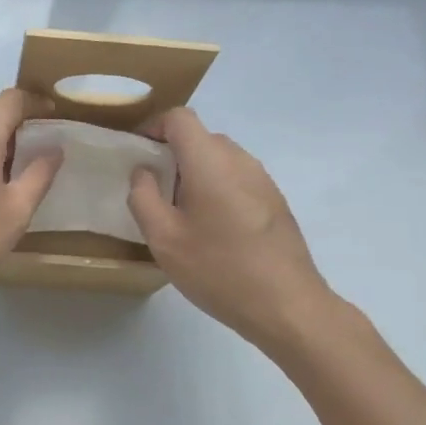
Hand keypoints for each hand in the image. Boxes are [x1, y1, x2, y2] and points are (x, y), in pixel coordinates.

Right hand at [127, 108, 338, 351]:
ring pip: (219, 159)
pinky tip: (212, 230)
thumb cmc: (219, 269)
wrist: (288, 306)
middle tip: (153, 191)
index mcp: (210, 161)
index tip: (137, 154)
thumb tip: (143, 172)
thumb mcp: (164, 239)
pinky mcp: (275, 201)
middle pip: (199, 138)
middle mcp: (240, 160)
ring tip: (180, 214)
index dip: (153, 127)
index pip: (179, 118)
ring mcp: (263, 180)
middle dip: (171, 155)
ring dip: (194, 174)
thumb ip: (143, 197)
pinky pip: (237, 179)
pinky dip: (216, 189)